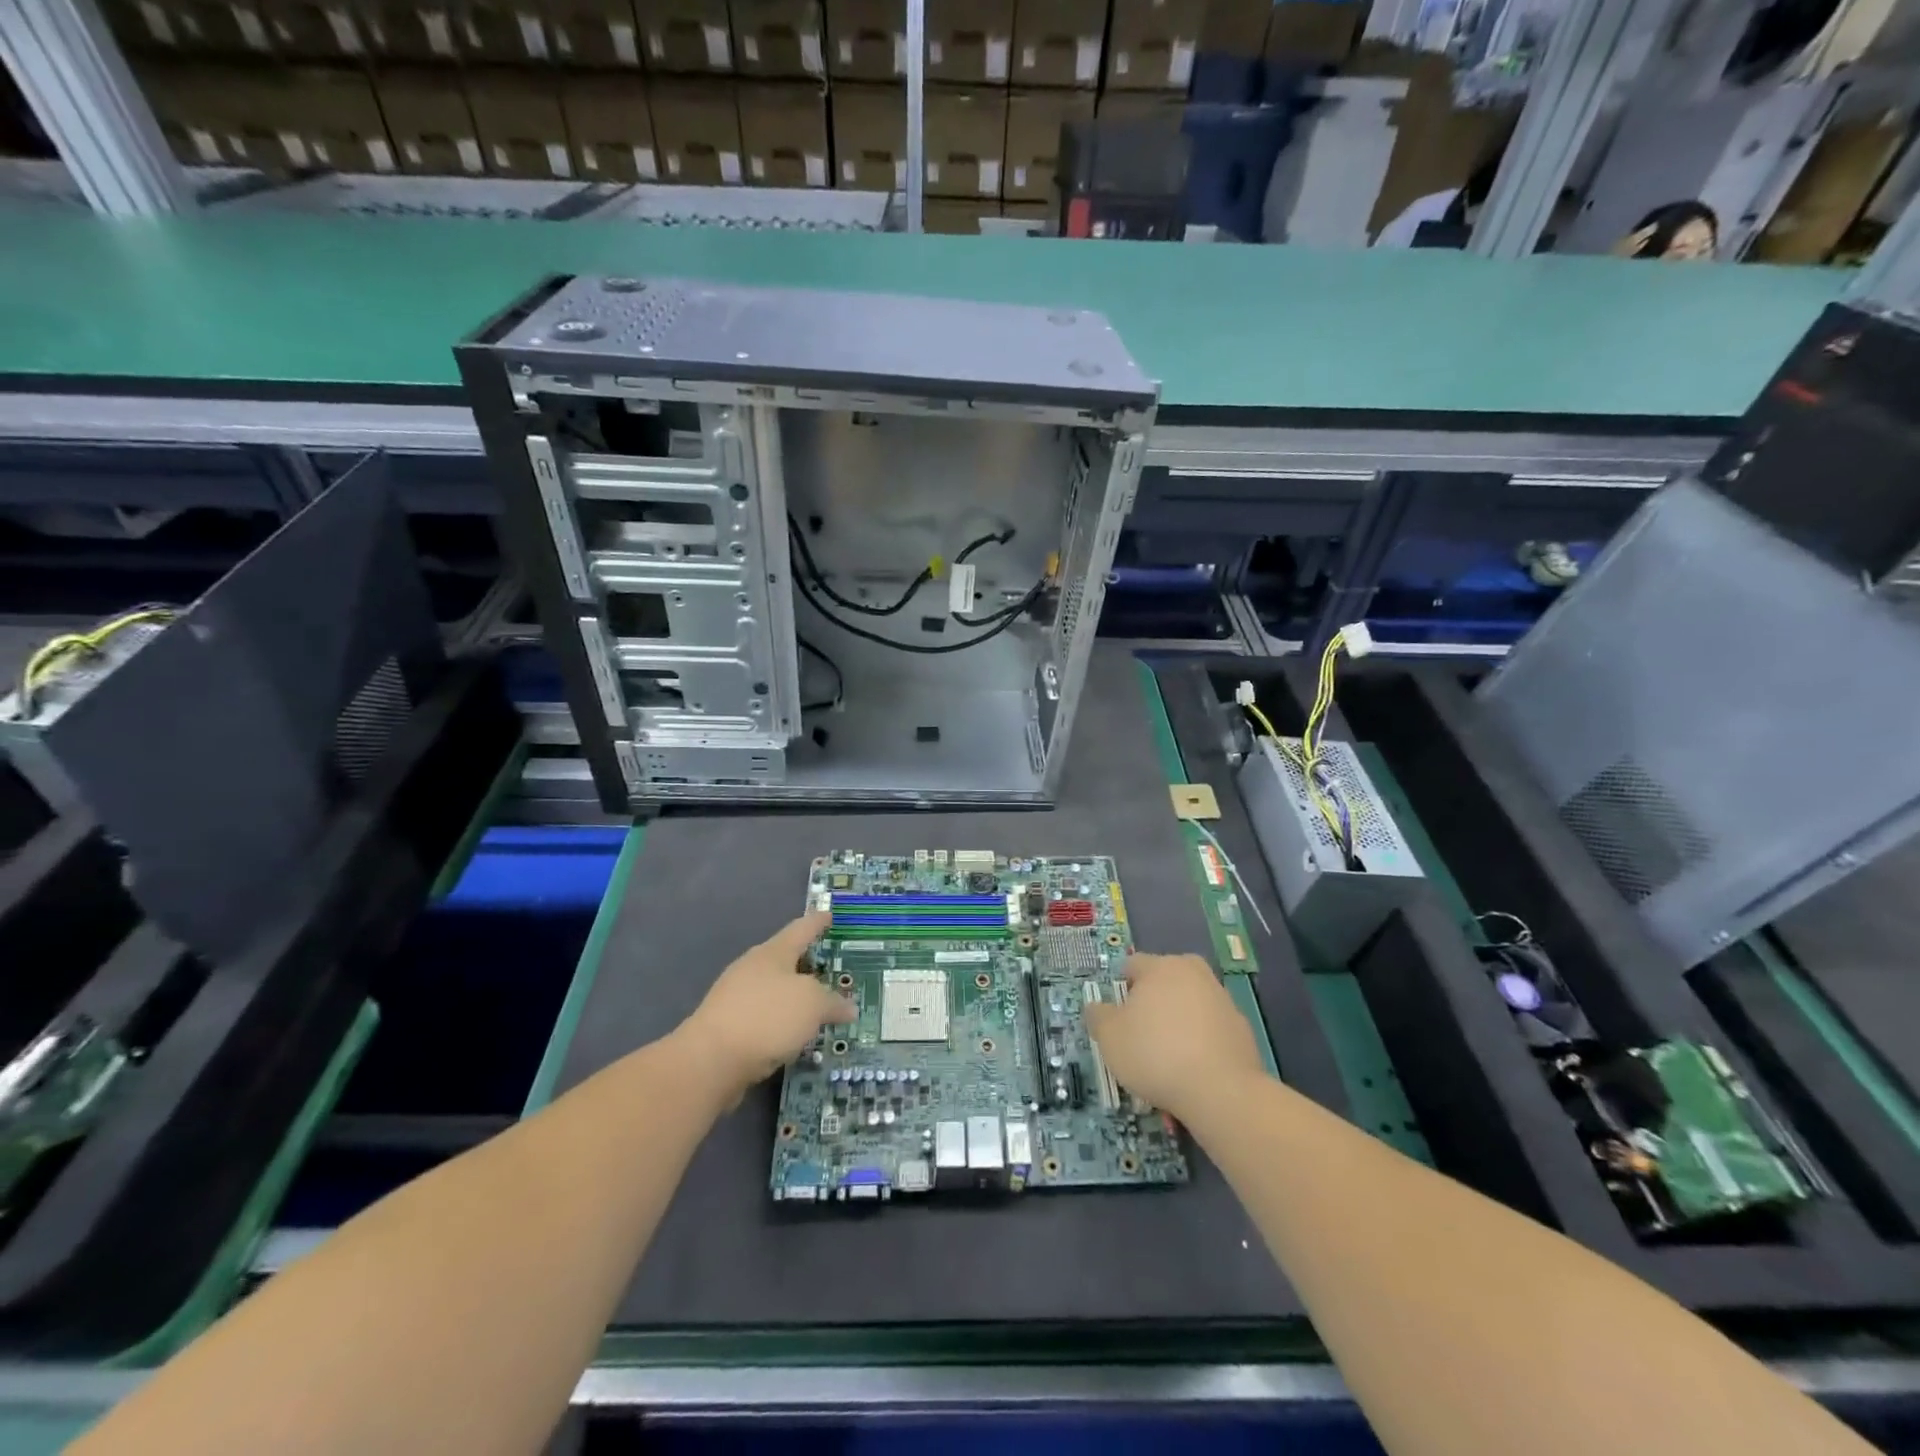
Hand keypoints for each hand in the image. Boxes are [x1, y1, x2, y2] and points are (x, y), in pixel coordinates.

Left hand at [678, 912, 854, 1097]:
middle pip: (785, 959)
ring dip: (794, 997)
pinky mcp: (727, 1027)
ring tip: (817, 1007)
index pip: (801, 929)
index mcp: (773, 953)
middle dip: (807, 963)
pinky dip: (780, 1022)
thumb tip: (848, 1007)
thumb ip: (833, 1003)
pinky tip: (792, 1035)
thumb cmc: (766, 1017)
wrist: (709, 1061)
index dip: (817, 922)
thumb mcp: (812, 1004)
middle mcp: (752, 968)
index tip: (829, 914)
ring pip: (774, 991)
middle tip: (830, 968)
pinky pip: (763, 1017)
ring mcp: (736, 998)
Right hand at [1084, 953, 1265, 1117]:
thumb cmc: (1155, 1054)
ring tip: (1169, 1055)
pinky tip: (1193, 1067)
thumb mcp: (1110, 1037)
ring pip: (1190, 1002)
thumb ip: (1098, 1016)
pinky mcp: (1241, 1027)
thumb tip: (1096, 1006)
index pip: (1132, 965)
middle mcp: (1193, 973)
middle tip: (1142, 1031)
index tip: (1118, 1017)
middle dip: (1153, 998)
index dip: (1121, 989)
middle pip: (1165, 979)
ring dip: (1179, 1019)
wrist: (1221, 1091)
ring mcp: (1222, 999)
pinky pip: (1211, 1027)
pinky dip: (1201, 1039)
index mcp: (1161, 967)